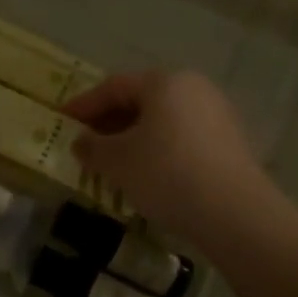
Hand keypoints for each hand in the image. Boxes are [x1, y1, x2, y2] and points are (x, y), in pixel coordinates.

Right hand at [63, 71, 280, 239]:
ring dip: (133, 137)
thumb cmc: (166, 173)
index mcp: (164, 82)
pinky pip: (182, 137)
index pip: (113, 86)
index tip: (62, 118)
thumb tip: (81, 142)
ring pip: (162, 120)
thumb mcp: (117, 161)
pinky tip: (146, 174)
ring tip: (113, 162)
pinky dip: (158, 149)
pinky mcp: (230, 143)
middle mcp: (193, 88)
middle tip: (86, 141)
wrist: (235, 214)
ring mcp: (216, 114)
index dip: (84, 104)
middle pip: (141, 100)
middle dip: (109, 121)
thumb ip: (92, 147)